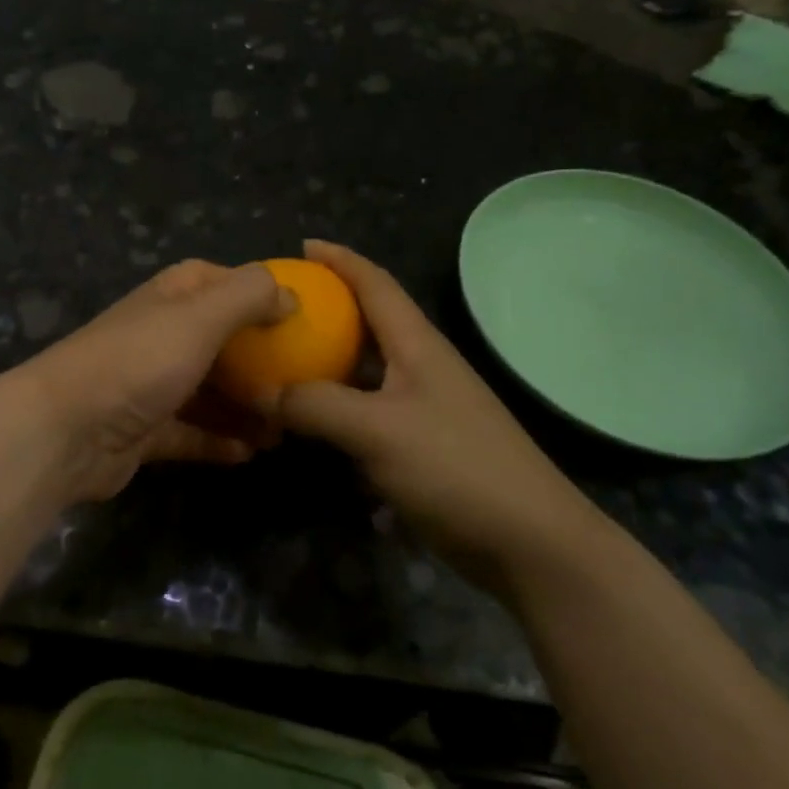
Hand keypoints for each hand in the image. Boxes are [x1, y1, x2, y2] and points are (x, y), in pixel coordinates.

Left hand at [17, 260, 294, 503]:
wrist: (65, 431)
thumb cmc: (138, 362)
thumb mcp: (200, 316)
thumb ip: (249, 296)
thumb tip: (290, 296)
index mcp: (170, 299)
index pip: (217, 280)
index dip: (256, 292)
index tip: (297, 315)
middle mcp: (160, 336)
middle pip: (220, 341)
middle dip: (260, 360)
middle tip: (302, 382)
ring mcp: (150, 385)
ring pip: (209, 391)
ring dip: (246, 407)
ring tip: (286, 427)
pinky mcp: (144, 432)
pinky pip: (192, 434)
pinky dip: (219, 441)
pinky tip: (251, 453)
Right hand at [270, 240, 600, 585]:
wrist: (528, 541)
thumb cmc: (455, 467)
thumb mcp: (376, 430)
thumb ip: (315, 405)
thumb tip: (260, 390)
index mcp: (417, 346)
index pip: (376, 284)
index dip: (340, 260)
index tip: (302, 246)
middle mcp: (421, 368)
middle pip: (370, 325)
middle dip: (327, 311)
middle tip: (278, 313)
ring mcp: (425, 409)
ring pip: (366, 374)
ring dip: (327, 368)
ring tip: (283, 367)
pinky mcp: (423, 448)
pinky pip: (369, 417)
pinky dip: (339, 416)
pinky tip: (311, 431)